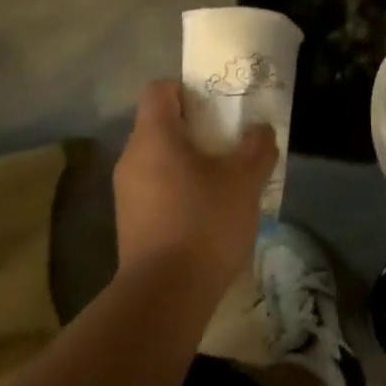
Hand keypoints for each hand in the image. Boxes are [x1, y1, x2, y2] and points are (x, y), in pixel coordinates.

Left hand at [113, 80, 275, 299]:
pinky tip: (206, 214)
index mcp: (153, 135)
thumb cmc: (204, 222)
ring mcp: (125, 193)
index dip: (186, 89)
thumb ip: (256, 147)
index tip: (215, 105)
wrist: (165, 296)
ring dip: (187, 163)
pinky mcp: (129, 224)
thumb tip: (260, 130)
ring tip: (222, 181)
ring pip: (157, 160)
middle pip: (159, 125)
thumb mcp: (244, 181)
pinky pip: (154, 190)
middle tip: (228, 143)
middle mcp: (131, 157)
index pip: (159, 89)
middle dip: (193, 129)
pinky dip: (177, 191)